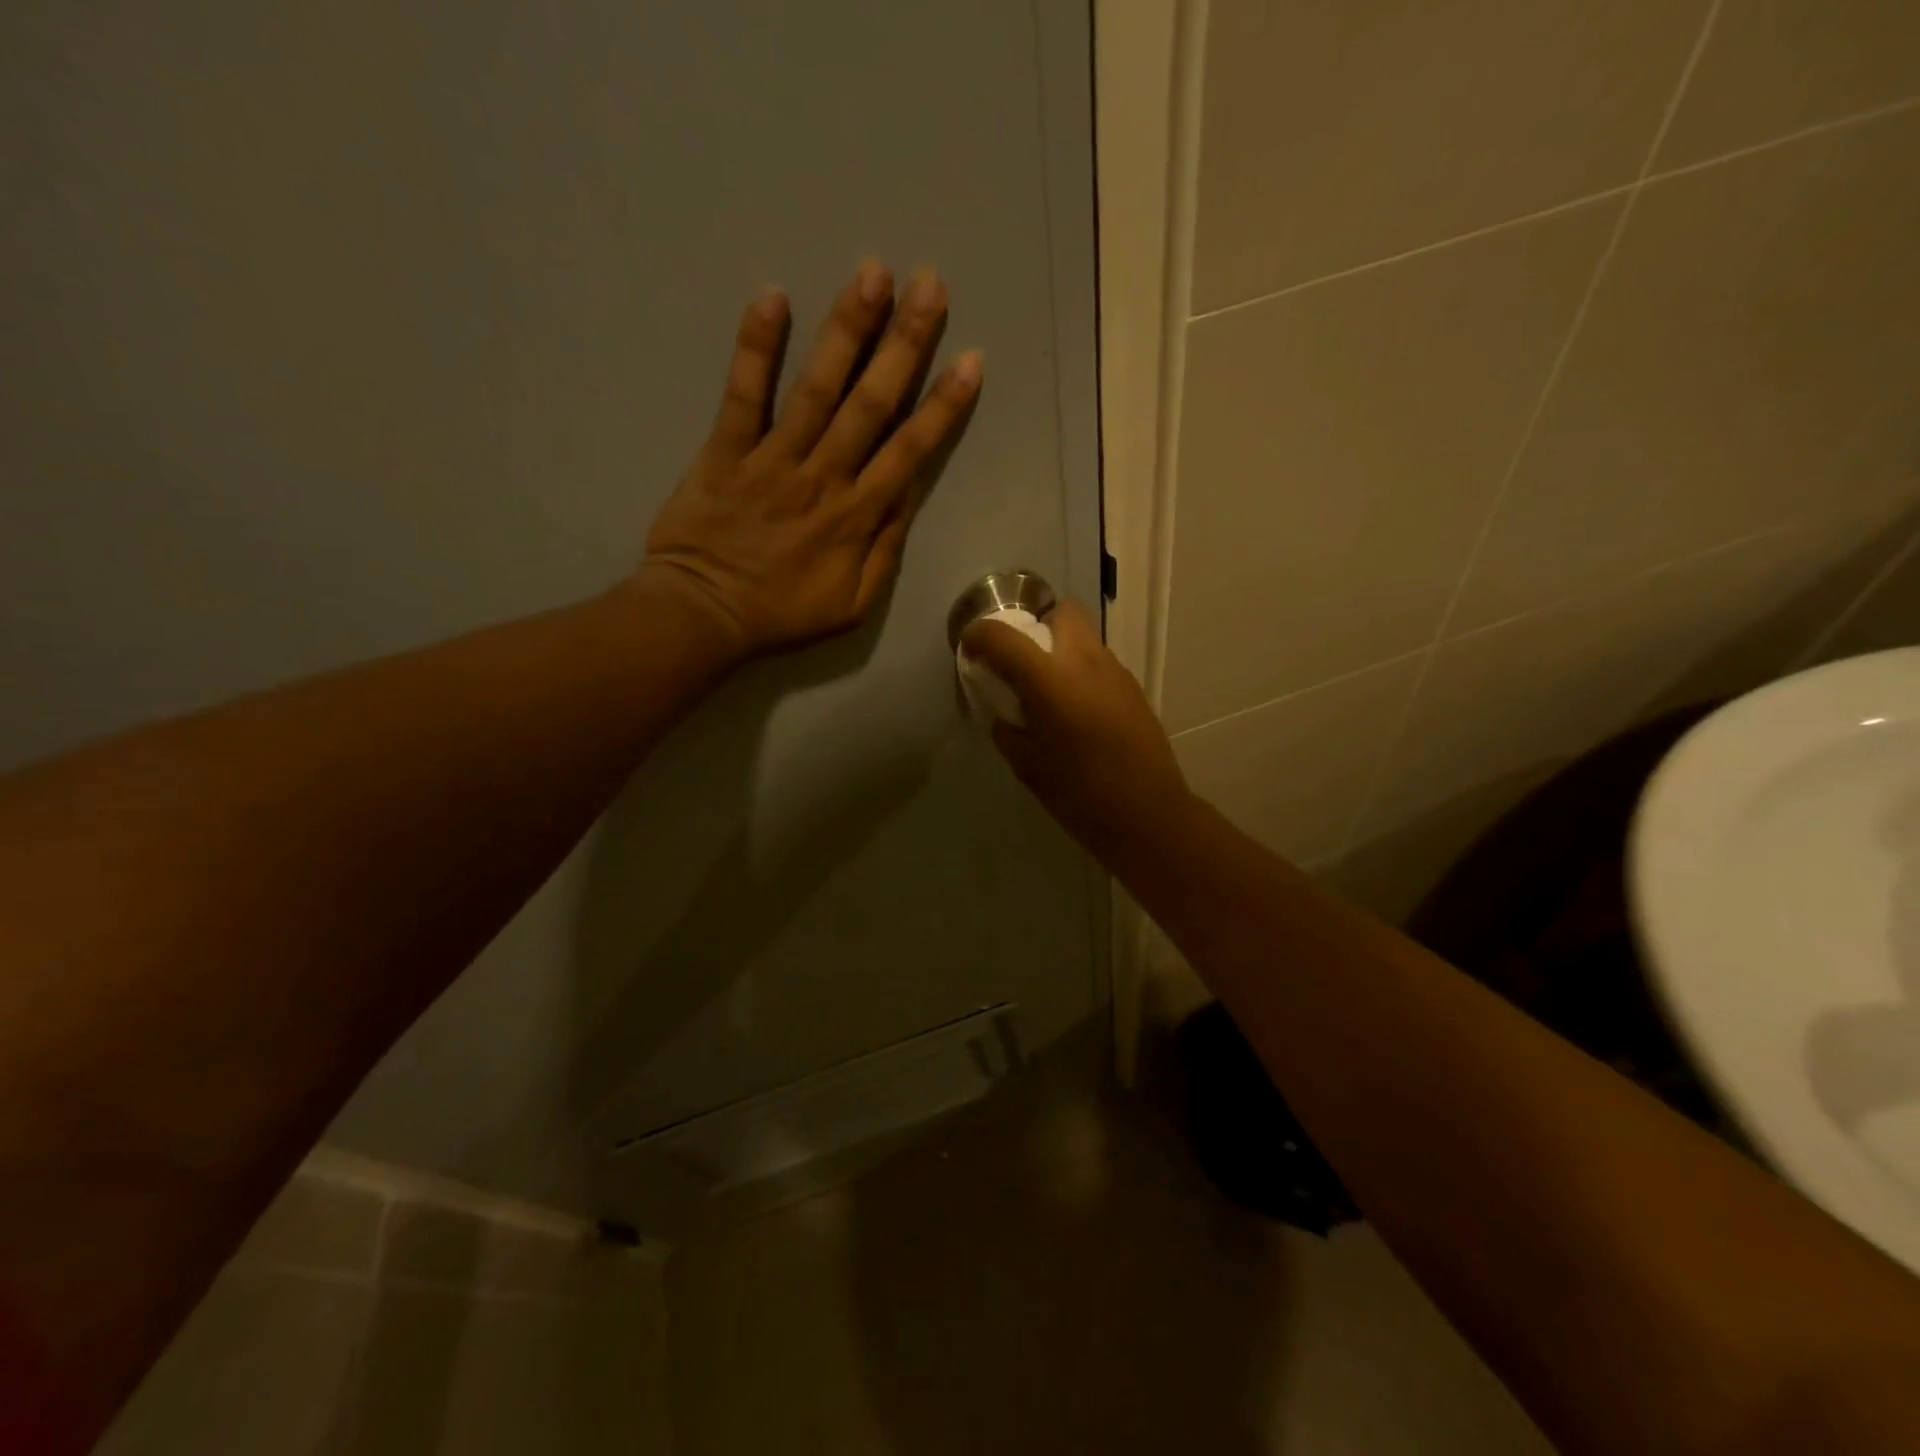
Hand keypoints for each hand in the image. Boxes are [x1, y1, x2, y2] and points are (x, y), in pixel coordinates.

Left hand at [641, 260, 981, 659]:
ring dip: (847, 328)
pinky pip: (743, 394)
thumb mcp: (852, 605)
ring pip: (817, 387)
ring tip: (872, 271)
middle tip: (929, 284)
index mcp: (857, 517)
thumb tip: (905, 497)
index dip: (943, 405)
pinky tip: (773, 296)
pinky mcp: (725, 450)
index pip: (910, 451)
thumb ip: (883, 551)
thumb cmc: (782, 614)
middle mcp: (823, 477)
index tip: (970, 360)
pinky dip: (756, 347)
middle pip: (871, 403)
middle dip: (904, 343)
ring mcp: (773, 459)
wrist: (704, 616)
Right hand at [961, 600, 1195, 866]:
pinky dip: (1079, 672)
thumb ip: (1008, 731)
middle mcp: (1087, 663)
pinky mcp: (1133, 689)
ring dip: (1059, 650)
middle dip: (1034, 625)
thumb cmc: (1081, 796)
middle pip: (1061, 612)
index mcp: (1052, 682)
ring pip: (1084, 636)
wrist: (1149, 816)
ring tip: (1047, 692)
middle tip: (1020, 663)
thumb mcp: (1027, 767)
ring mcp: (1116, 672)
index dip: (979, 636)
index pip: (1004, 637)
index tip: (971, 650)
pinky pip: (1098, 663)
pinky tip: (1076, 711)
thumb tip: (1005, 714)